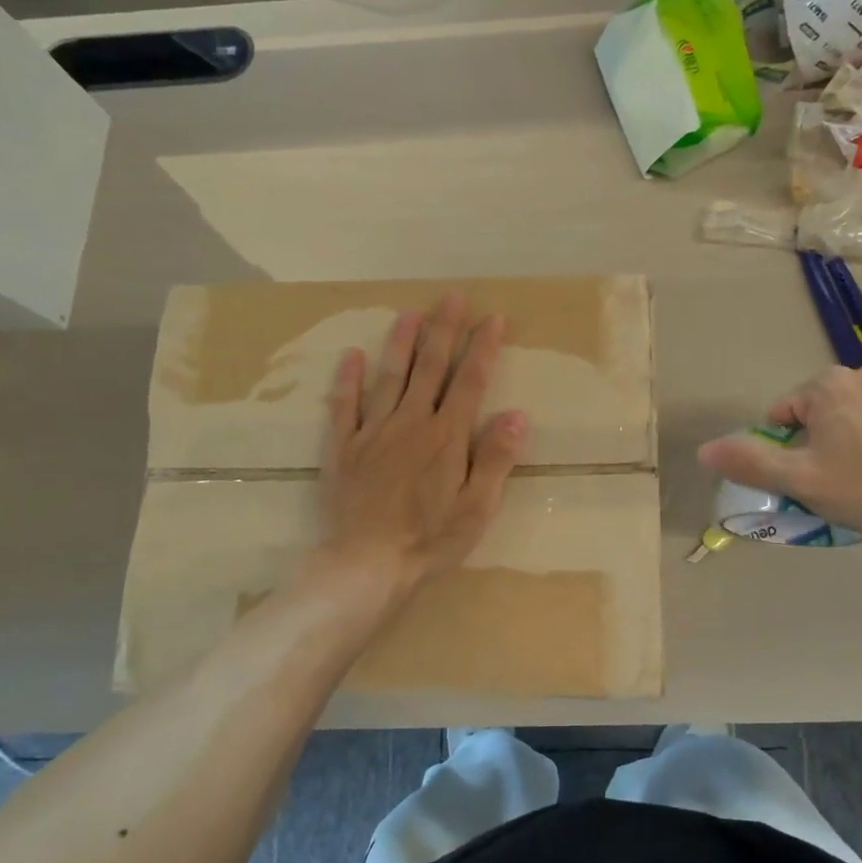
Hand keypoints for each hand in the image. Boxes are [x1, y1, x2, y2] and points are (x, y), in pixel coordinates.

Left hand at [315, 294, 527, 601]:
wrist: (366, 565)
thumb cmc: (430, 541)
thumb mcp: (477, 508)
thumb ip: (495, 459)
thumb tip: (517, 414)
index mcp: (446, 437)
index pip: (470, 382)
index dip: (483, 348)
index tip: (493, 318)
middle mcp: (410, 424)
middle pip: (430, 368)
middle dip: (443, 330)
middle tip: (452, 297)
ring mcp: (373, 433)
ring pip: (389, 377)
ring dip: (400, 343)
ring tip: (409, 313)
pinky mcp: (344, 449)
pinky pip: (344, 407)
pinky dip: (348, 380)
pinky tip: (352, 356)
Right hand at [696, 367, 861, 542]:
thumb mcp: (798, 479)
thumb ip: (749, 461)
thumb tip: (703, 450)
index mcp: (826, 385)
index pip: (780, 416)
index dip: (784, 450)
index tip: (806, 477)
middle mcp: (857, 375)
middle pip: (810, 414)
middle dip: (810, 445)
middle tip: (828, 480)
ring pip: (839, 419)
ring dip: (836, 444)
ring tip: (855, 478)